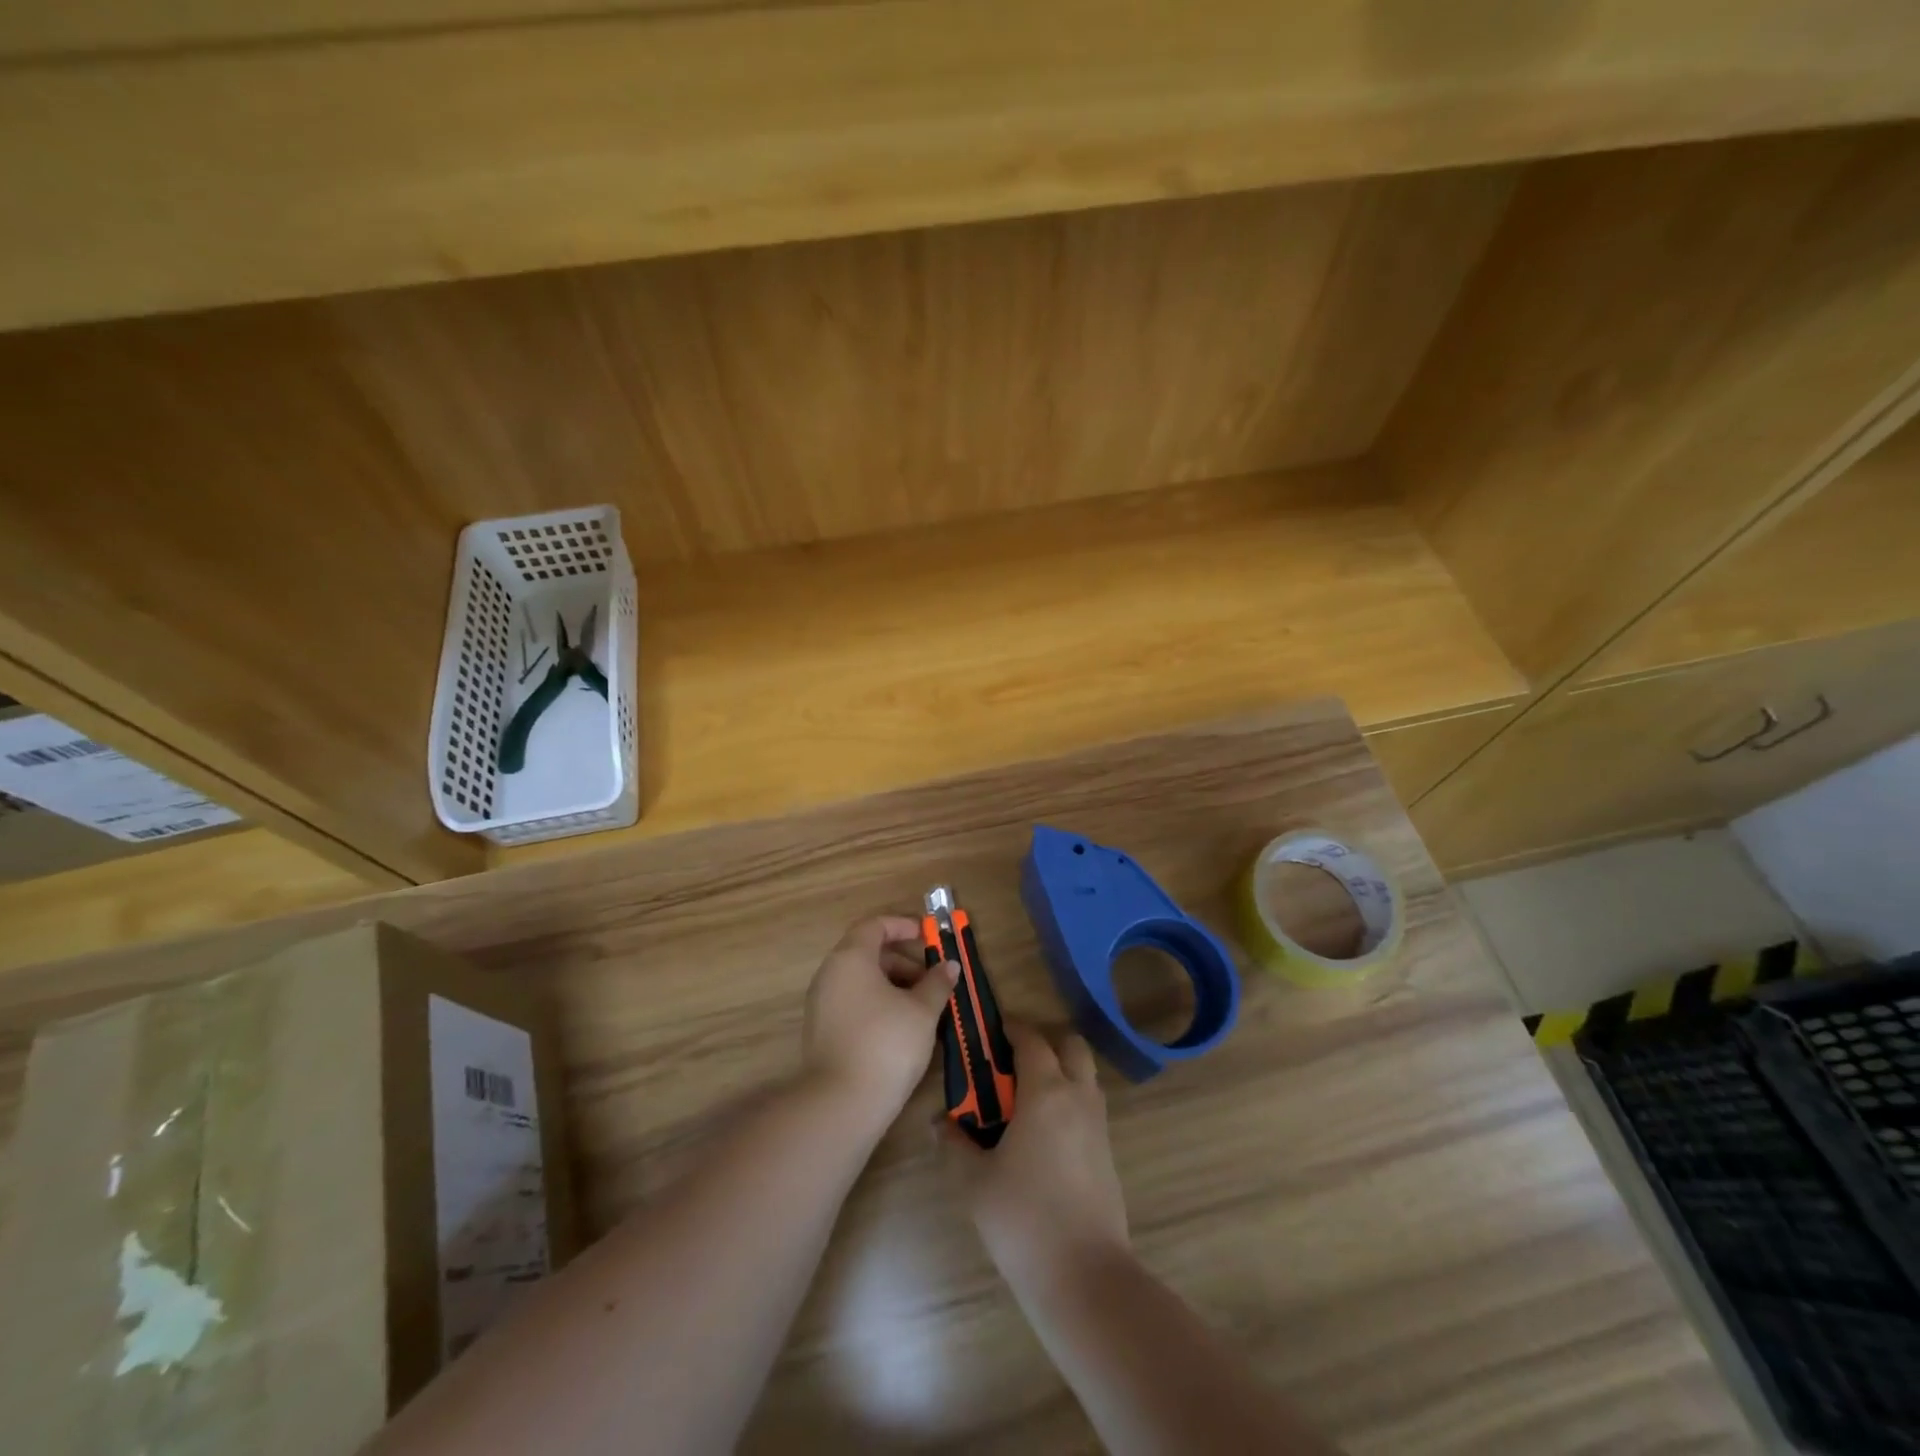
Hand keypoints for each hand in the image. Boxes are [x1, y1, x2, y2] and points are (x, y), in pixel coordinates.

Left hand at [802, 915, 959, 1119]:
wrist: (841, 1104)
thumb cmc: (886, 1043)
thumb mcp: (922, 1011)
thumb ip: (937, 982)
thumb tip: (949, 965)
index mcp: (851, 958)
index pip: (875, 925)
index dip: (903, 925)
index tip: (928, 936)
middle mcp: (830, 973)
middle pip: (867, 951)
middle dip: (902, 959)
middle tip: (931, 978)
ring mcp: (821, 1003)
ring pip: (860, 979)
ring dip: (892, 983)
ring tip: (922, 1005)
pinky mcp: (821, 1030)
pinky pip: (852, 1000)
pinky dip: (877, 1001)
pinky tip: (901, 1026)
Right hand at [940, 1022, 1129, 1289]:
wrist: (1085, 1276)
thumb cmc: (1023, 1218)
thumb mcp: (975, 1181)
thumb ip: (954, 1144)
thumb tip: (939, 1123)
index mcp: (1046, 1091)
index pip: (1031, 1039)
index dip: (1011, 1028)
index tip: (990, 1032)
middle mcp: (1078, 1096)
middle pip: (1070, 1045)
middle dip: (1044, 1042)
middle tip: (1012, 1062)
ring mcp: (1098, 1124)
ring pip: (1084, 1075)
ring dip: (1060, 1070)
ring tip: (1024, 1097)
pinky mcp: (1107, 1152)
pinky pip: (1088, 1105)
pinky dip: (1069, 1100)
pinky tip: (1042, 1133)